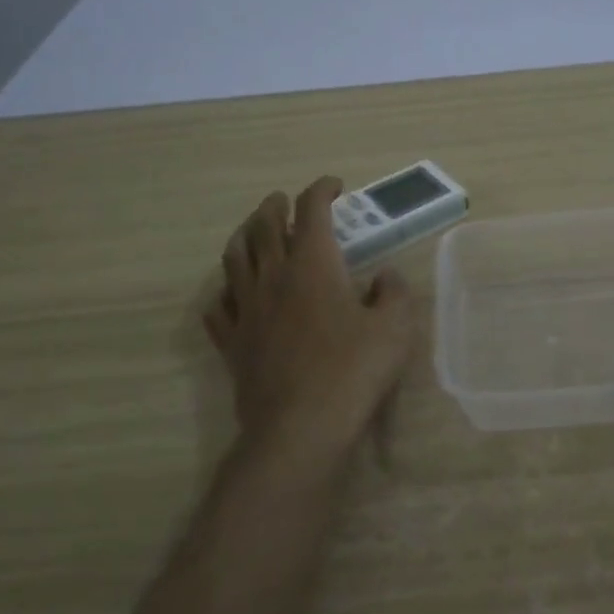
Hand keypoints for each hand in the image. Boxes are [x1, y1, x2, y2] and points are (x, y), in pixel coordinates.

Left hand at [205, 177, 416, 463]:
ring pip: (234, 258)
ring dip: (243, 236)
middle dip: (275, 206)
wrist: (300, 427)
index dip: (321, 190)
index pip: (312, 211)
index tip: (334, 186)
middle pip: (264, 226)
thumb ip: (393, 293)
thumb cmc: (353, 371)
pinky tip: (229, 294)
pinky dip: (224, 291)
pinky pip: (218, 307)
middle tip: (284, 201)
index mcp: (313, 265)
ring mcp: (246, 309)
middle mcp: (273, 277)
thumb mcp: (394, 328)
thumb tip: (385, 277)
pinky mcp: (232, 342)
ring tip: (252, 232)